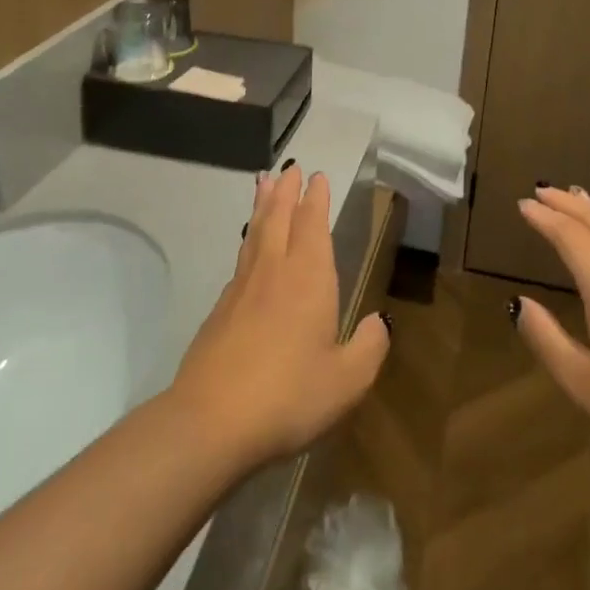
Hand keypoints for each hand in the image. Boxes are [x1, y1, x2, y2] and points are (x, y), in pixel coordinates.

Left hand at [171, 167, 389, 470]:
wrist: (210, 421)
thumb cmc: (288, 396)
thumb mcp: (347, 381)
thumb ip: (369, 348)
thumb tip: (379, 322)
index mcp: (308, 279)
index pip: (312, 225)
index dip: (316, 199)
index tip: (316, 176)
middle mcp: (273, 272)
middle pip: (278, 218)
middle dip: (286, 191)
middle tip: (289, 167)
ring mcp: (241, 289)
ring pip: (254, 234)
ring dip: (262, 206)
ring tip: (263, 184)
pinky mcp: (219, 311)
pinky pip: (240, 260)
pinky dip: (247, 241)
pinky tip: (249, 249)